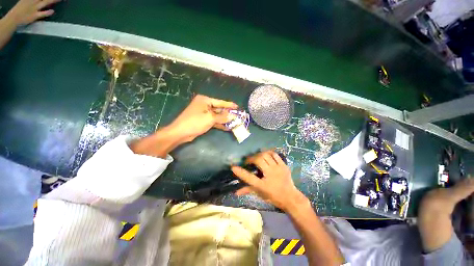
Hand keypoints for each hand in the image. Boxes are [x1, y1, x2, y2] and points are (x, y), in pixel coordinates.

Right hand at [7, 0, 60, 25]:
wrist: (14, 17)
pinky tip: (52, 11)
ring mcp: (35, 8)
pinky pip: (42, 13)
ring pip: (46, 2)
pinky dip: (47, 12)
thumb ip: (35, 0)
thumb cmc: (21, 8)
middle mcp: (34, 0)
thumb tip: (45, 2)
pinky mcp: (35, 15)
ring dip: (53, 0)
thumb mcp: (27, 0)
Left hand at [168, 94, 237, 142]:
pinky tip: (227, 127)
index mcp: (205, 100)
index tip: (238, 107)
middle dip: (228, 114)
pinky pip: (213, 121)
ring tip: (234, 122)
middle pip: (219, 109)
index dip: (229, 105)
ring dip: (224, 120)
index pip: (220, 102)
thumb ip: (222, 117)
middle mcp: (204, 105)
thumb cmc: (195, 122)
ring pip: (217, 116)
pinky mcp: (203, 120)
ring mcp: (203, 113)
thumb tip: (233, 116)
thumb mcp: (210, 118)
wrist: (180, 133)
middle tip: (237, 116)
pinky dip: (219, 124)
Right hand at [231, 150, 308, 210]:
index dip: (240, 172)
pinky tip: (266, 155)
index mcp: (263, 185)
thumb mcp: (260, 193)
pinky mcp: (284, 165)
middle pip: (258, 160)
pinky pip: (275, 155)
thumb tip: (235, 192)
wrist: (290, 197)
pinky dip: (269, 153)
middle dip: (251, 158)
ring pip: (266, 155)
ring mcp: (278, 168)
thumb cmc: (273, 196)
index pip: (249, 177)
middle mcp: (270, 174)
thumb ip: (247, 190)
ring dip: (259, 154)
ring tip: (257, 157)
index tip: (233, 167)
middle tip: (248, 161)